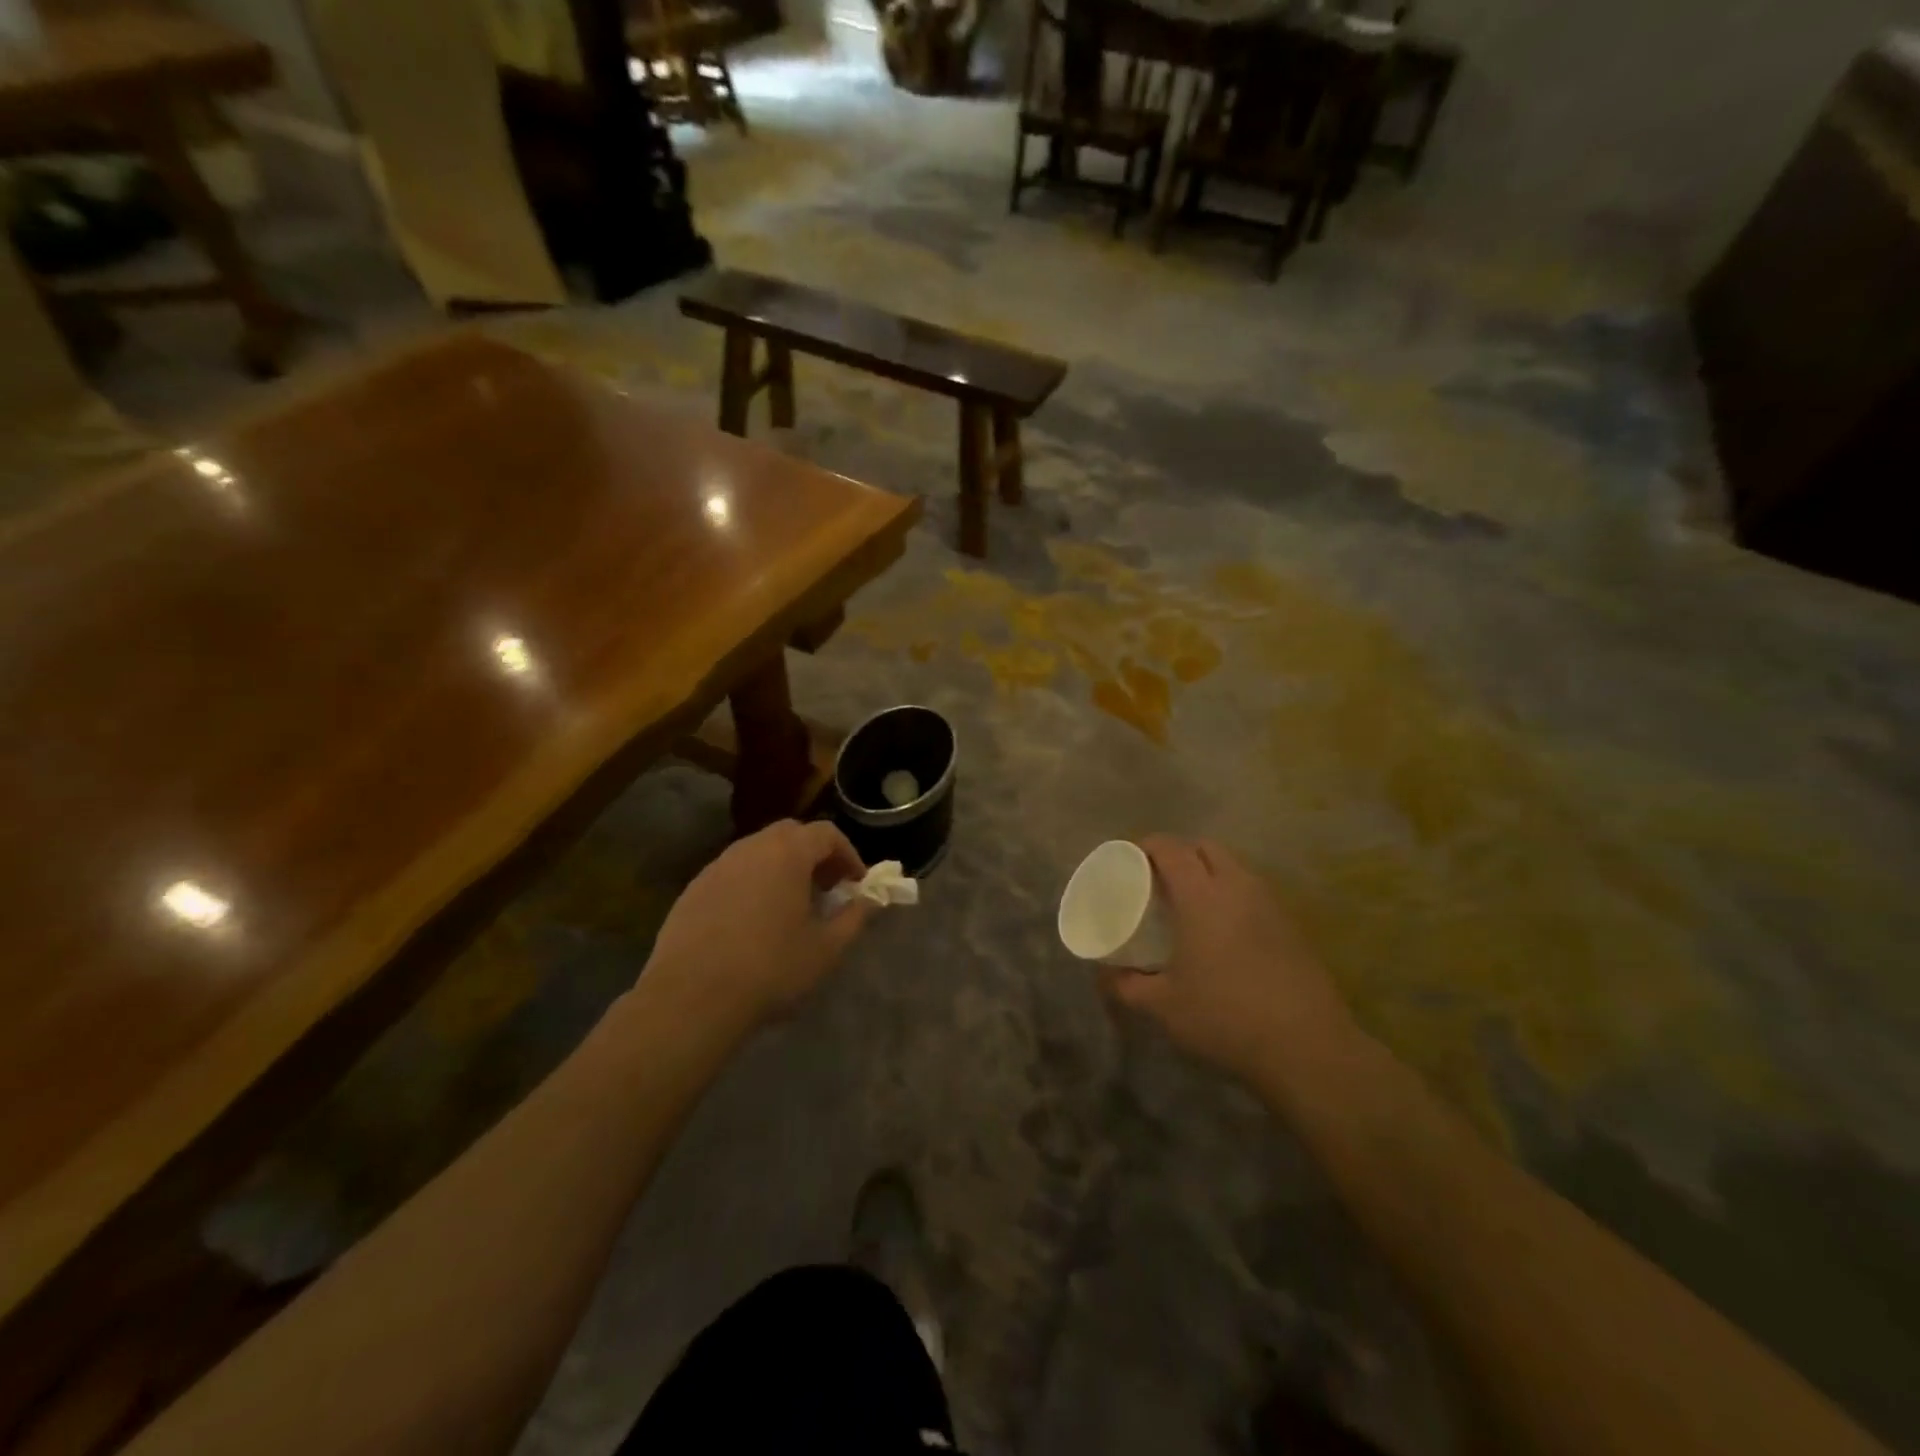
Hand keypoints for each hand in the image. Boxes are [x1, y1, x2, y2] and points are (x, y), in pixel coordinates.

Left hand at [641, 819, 871, 1036]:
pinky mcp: (693, 890)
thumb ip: (855, 917)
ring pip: (758, 852)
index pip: (826, 833)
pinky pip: (733, 874)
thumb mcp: (826, 948)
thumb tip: (870, 900)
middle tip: (826, 890)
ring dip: (781, 869)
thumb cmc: (770, 968)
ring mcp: (716, 867)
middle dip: (814, 856)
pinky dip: (752, 884)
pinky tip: (752, 923)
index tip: (856, 885)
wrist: (691, 999)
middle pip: (790, 834)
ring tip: (791, 908)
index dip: (848, 855)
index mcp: (787, 853)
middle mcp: (750, 848)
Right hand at [1100, 837, 1357, 1084]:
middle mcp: (1237, 887)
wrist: (1306, 1047)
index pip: (1170, 849)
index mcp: (1201, 895)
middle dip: (1180, 853)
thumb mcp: (1163, 1006)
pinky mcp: (1291, 926)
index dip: (1146, 846)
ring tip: (1191, 903)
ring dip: (1210, 872)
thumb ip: (1126, 986)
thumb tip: (1104, 975)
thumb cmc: (1224, 1016)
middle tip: (1159, 880)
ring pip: (1235, 867)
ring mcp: (1270, 904)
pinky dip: (1233, 894)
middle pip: (1206, 848)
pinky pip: (1254, 892)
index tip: (1129, 860)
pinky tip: (1224, 930)